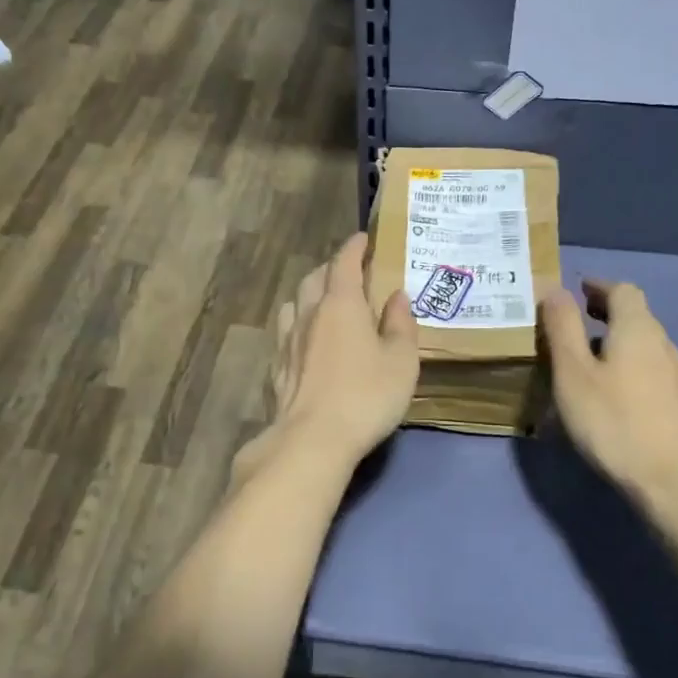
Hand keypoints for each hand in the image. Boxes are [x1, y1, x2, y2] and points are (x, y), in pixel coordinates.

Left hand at [253, 233, 419, 470]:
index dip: (354, 247)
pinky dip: (298, 326)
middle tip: (349, 272)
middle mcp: (309, 315)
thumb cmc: (366, 396)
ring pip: (294, 304)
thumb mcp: (401, 361)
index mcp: (341, 305)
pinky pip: (285, 334)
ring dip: (309, 295)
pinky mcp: (277, 369)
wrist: (312, 440)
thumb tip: (396, 297)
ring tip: (324, 303)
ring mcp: (287, 342)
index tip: (363, 238)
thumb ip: (400, 325)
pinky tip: (305, 342)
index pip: (344, 263)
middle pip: (314, 278)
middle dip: (331, 269)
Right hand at [541, 280, 677, 514]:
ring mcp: (675, 375)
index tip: (574, 291)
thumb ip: (562, 327)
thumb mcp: (573, 372)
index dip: (597, 286)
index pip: (622, 290)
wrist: (674, 481)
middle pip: (635, 314)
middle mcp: (662, 343)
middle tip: (573, 319)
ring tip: (584, 355)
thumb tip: (554, 288)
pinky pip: (647, 367)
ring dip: (615, 338)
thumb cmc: (614, 421)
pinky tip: (609, 389)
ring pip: (642, 342)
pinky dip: (625, 362)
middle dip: (604, 311)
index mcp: (637, 328)